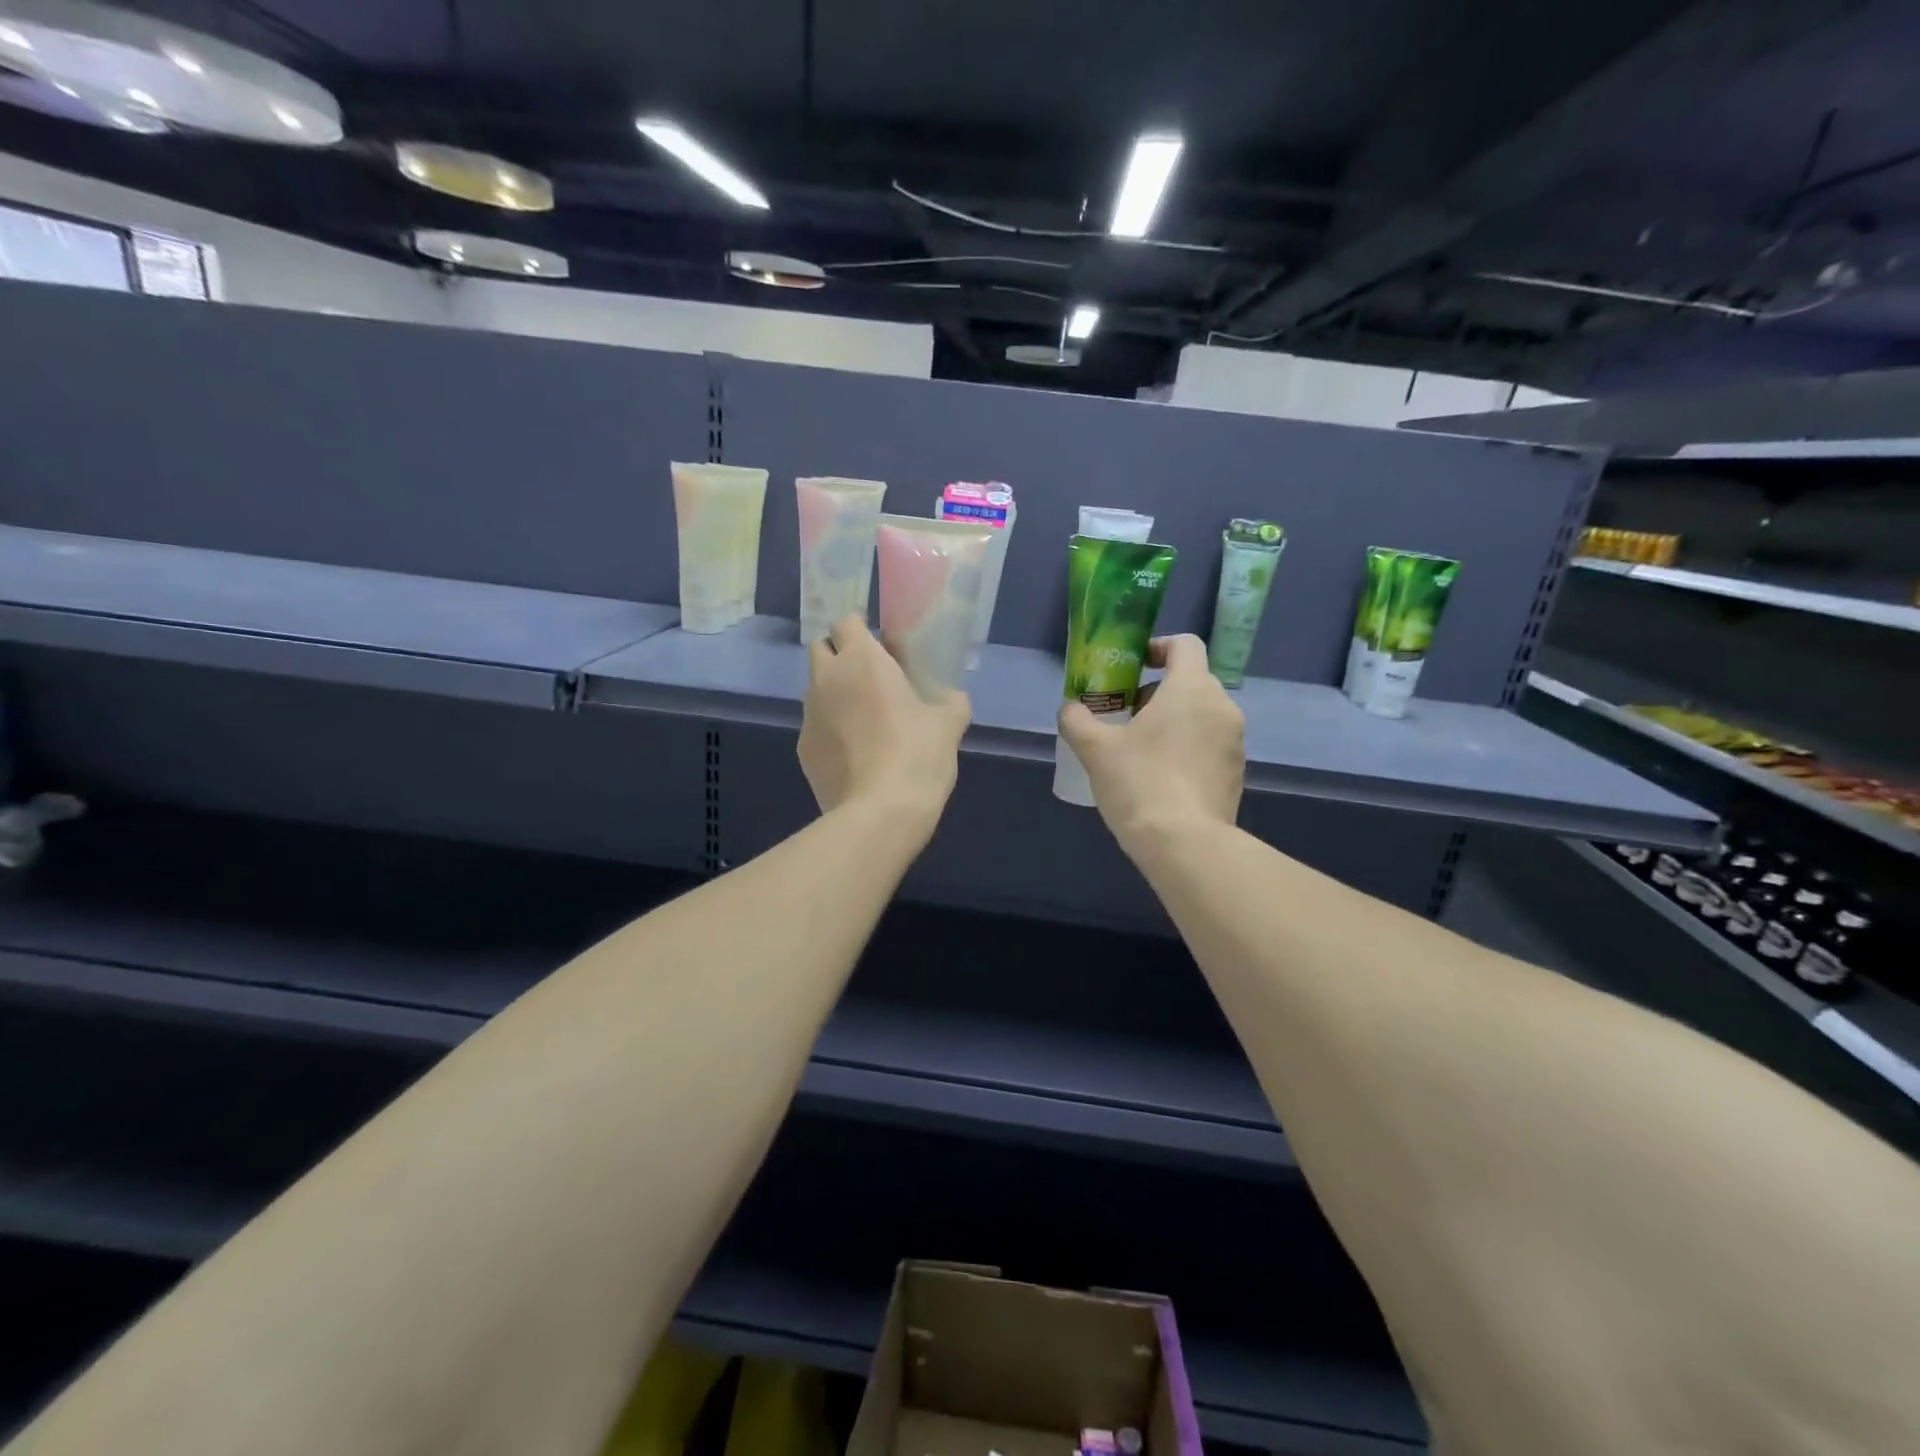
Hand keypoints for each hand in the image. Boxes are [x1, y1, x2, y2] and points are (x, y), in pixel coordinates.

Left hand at [799, 615, 969, 828]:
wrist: (880, 812)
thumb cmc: (917, 755)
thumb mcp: (949, 724)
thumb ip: (951, 702)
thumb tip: (952, 699)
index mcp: (861, 660)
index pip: (846, 622)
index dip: (861, 629)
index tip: (880, 646)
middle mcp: (826, 679)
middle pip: (821, 649)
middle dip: (839, 655)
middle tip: (869, 677)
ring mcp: (808, 715)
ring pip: (815, 689)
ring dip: (834, 693)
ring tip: (863, 719)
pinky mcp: (802, 749)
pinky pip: (815, 727)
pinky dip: (830, 731)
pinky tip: (854, 754)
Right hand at [1057, 634, 1244, 851]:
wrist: (1184, 844)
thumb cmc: (1140, 783)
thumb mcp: (1095, 749)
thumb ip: (1077, 720)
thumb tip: (1070, 708)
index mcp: (1191, 689)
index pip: (1185, 645)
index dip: (1158, 647)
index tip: (1133, 666)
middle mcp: (1222, 707)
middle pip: (1191, 681)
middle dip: (1157, 692)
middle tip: (1125, 716)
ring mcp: (1235, 743)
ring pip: (1201, 716)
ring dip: (1172, 722)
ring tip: (1139, 751)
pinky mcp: (1236, 774)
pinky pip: (1209, 746)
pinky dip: (1187, 749)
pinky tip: (1159, 778)